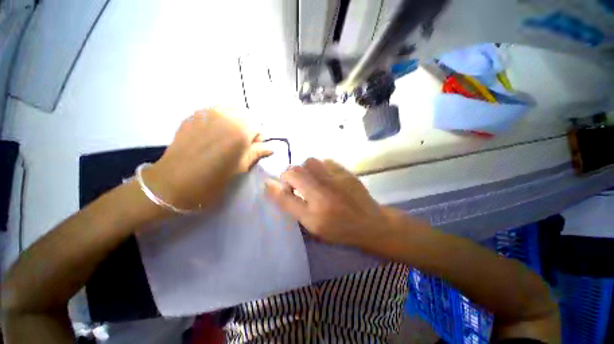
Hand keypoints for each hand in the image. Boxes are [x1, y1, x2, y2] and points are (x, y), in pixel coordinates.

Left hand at [143, 108, 271, 211]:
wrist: (173, 181)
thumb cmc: (213, 178)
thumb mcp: (240, 167)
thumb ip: (257, 153)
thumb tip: (271, 148)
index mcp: (240, 130)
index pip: (258, 126)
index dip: (258, 139)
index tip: (252, 150)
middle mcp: (225, 115)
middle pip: (246, 115)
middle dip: (247, 128)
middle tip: (240, 145)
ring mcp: (207, 112)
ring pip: (231, 111)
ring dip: (234, 123)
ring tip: (226, 139)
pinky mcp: (194, 115)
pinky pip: (215, 112)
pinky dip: (220, 121)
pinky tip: (213, 135)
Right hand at [265, 158, 398, 248]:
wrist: (369, 223)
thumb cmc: (339, 228)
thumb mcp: (311, 224)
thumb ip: (290, 205)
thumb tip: (270, 186)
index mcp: (313, 210)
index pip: (285, 190)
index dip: (279, 187)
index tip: (284, 190)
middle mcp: (323, 191)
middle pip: (295, 170)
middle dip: (291, 177)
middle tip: (298, 187)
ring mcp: (336, 178)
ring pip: (310, 162)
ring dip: (305, 170)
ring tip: (312, 180)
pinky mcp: (345, 172)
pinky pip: (326, 161)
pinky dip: (320, 167)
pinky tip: (326, 177)